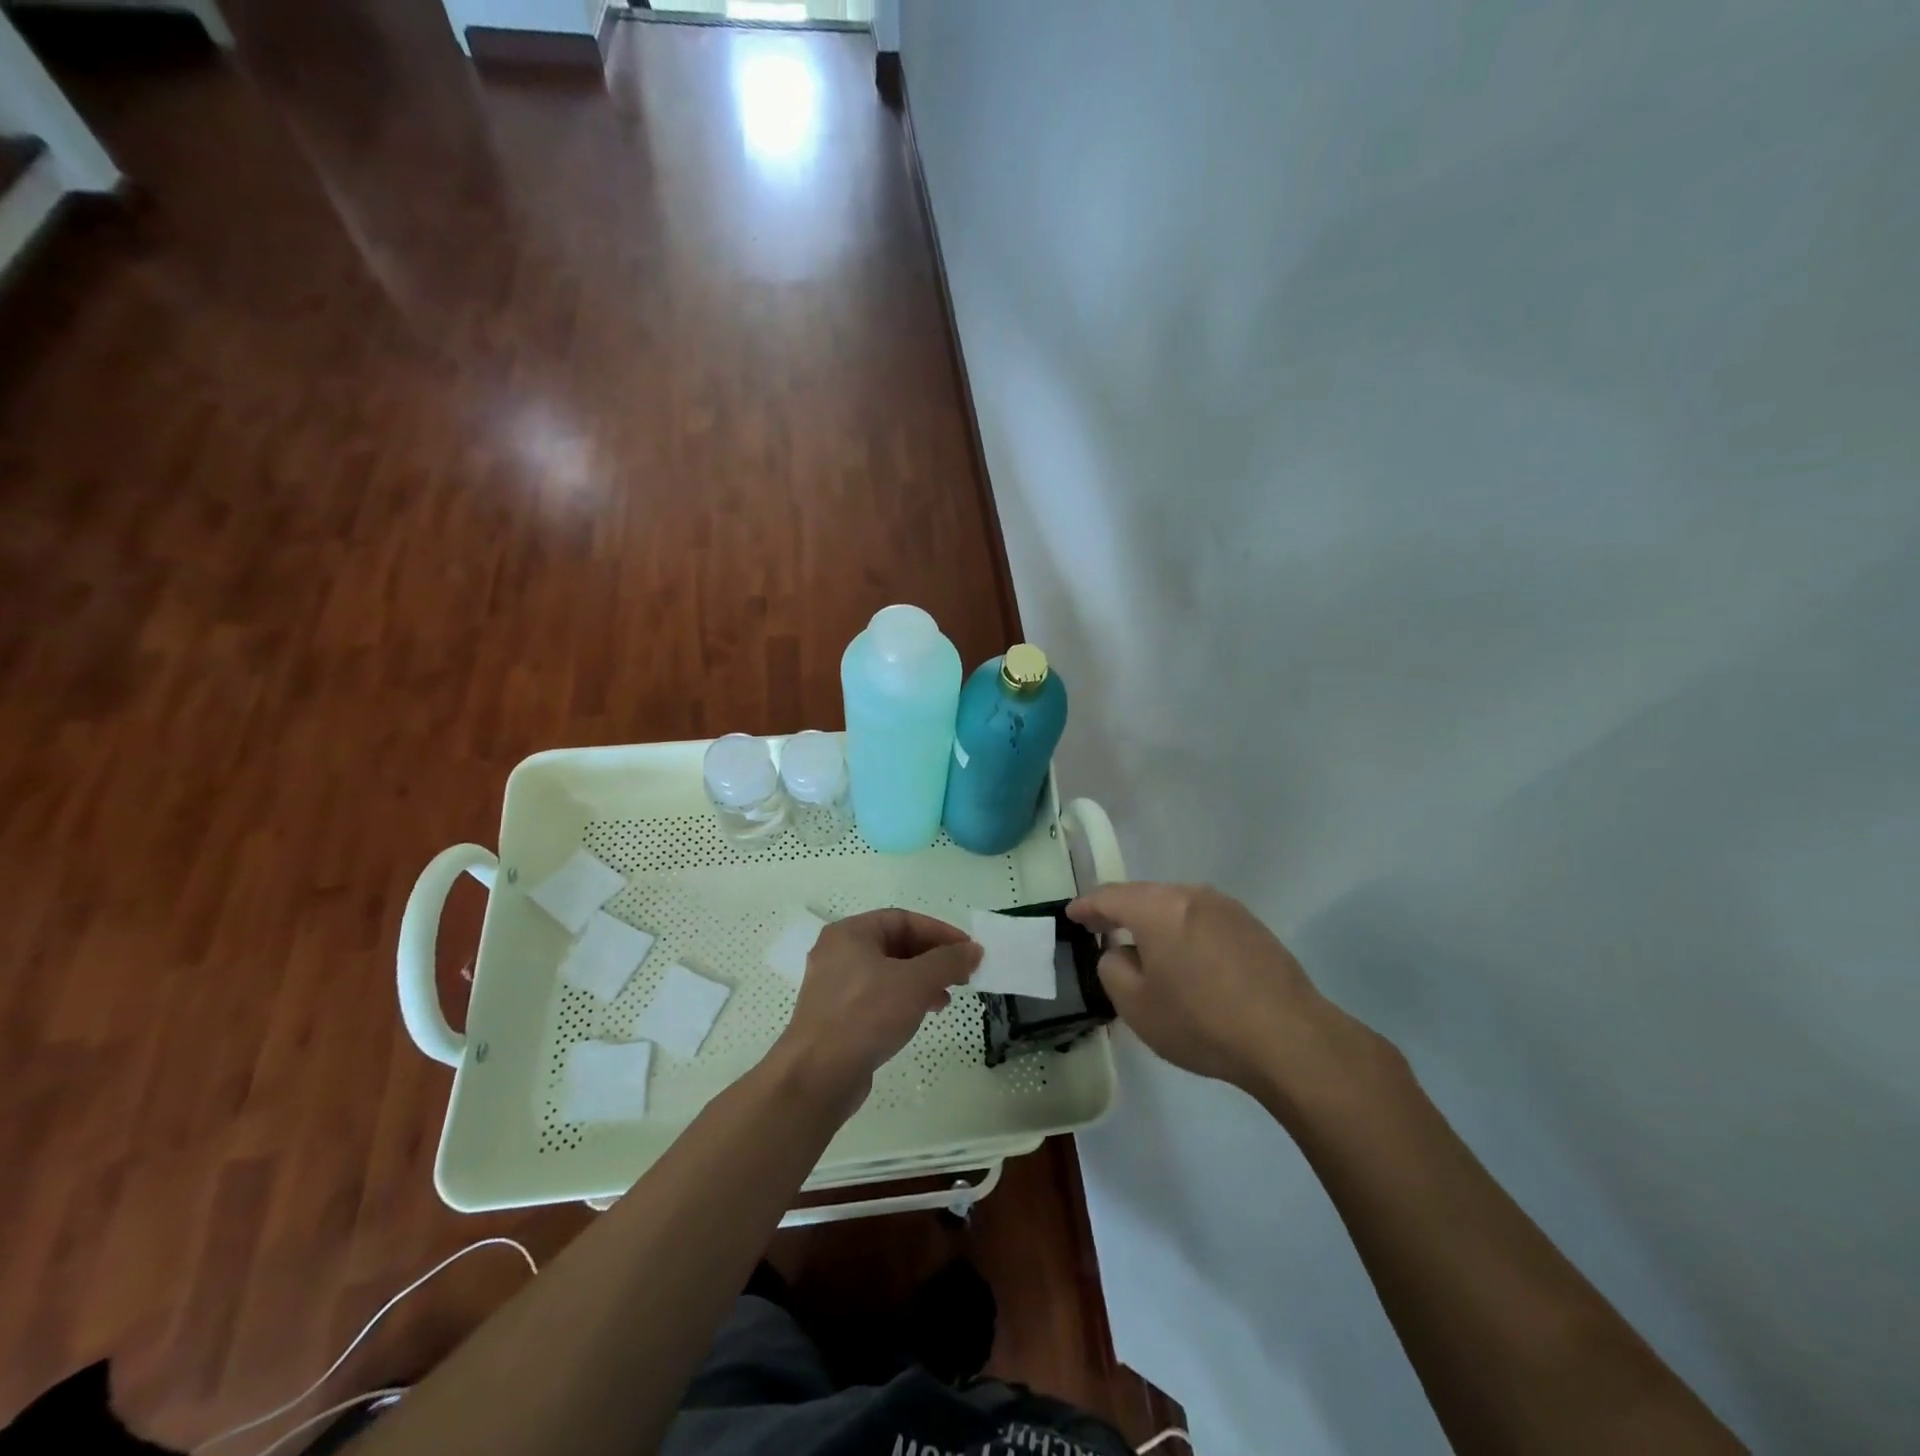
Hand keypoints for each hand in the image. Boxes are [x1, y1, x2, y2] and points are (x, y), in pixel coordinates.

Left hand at [772, 909, 980, 1113]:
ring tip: (946, 998)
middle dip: (932, 958)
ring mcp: (835, 985)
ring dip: (921, 980)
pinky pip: (877, 996)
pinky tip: (922, 1015)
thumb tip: (974, 949)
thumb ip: (947, 961)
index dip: (939, 932)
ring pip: (888, 972)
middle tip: (962, 974)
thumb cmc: (865, 1016)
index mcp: (850, 933)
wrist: (817, 1076)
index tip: (968, 950)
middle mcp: (838, 952)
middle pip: (895, 944)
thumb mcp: (914, 983)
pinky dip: (903, 999)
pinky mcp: (837, 1015)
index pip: (903, 919)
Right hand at [1069, 882, 1360, 1100]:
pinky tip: (1186, 957)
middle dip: (1120, 910)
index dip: (1086, 905)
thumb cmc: (1202, 1022)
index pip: (1110, 896)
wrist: (1291, 1040)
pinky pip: (1203, 919)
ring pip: (1176, 905)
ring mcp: (1227, 908)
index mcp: (1158, 907)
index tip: (1071, 914)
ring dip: (1155, 920)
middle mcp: (1192, 895)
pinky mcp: (1253, 927)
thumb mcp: (1137, 1006)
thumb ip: (1113, 969)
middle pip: (1145, 895)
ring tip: (1142, 944)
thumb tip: (1120, 952)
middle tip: (1100, 927)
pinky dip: (1184, 931)